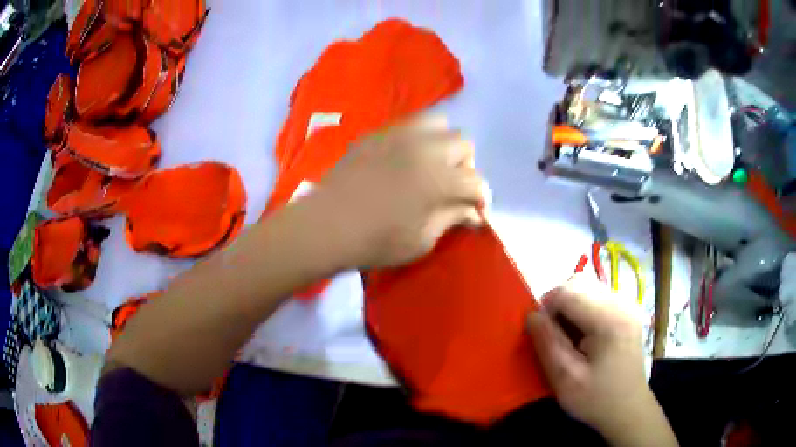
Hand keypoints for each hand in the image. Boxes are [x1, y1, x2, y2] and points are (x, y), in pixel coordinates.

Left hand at [315, 117, 486, 268]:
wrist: (326, 225)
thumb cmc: (376, 241)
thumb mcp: (422, 240)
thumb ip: (451, 219)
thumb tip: (473, 212)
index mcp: (439, 178)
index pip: (476, 181)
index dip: (481, 199)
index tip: (476, 212)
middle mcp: (424, 147)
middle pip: (462, 143)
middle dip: (466, 166)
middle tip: (453, 187)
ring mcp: (398, 135)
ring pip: (437, 123)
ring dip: (443, 144)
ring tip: (432, 165)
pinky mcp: (376, 135)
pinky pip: (407, 126)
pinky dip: (416, 140)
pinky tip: (404, 160)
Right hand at [527, 276, 671, 444]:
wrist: (628, 409)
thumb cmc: (597, 399)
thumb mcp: (565, 379)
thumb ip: (548, 344)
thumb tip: (531, 315)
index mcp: (610, 319)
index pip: (568, 292)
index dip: (546, 308)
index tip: (541, 334)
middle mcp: (622, 302)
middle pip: (578, 283)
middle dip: (558, 304)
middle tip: (554, 336)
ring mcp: (628, 303)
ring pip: (587, 286)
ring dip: (570, 305)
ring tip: (568, 335)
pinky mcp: (628, 309)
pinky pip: (597, 295)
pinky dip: (582, 308)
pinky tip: (584, 334)